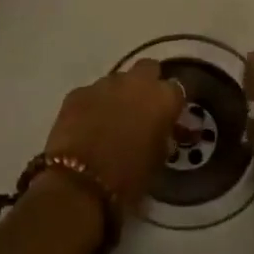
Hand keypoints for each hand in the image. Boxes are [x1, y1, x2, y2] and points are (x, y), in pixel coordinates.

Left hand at [43, 60, 182, 213]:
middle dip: (146, 84)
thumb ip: (162, 137)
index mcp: (163, 98)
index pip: (176, 89)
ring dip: (117, 95)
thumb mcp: (158, 160)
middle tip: (141, 109)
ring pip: (116, 81)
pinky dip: (91, 105)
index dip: (170, 103)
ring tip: (110, 121)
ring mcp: (103, 84)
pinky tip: (86, 126)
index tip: (166, 117)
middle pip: (147, 69)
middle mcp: (136, 82)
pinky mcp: (77, 92)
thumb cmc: (129, 178)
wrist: (80, 184)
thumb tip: (159, 131)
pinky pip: (90, 93)